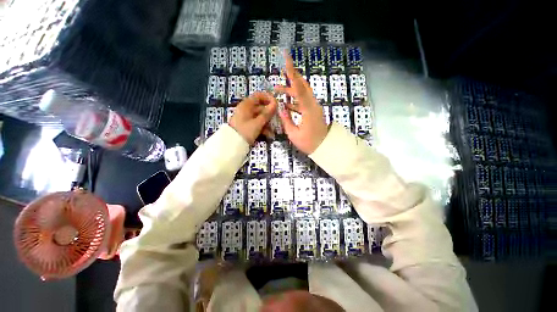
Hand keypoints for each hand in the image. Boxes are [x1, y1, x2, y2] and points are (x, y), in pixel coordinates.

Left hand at [229, 92, 277, 143]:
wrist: (232, 144)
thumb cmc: (245, 131)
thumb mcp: (258, 123)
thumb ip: (267, 113)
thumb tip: (276, 103)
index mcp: (247, 105)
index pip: (259, 95)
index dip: (269, 98)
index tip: (277, 104)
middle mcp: (247, 109)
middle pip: (261, 107)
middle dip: (270, 114)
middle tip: (277, 119)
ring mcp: (247, 117)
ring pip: (260, 116)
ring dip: (268, 123)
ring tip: (273, 131)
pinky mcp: (247, 125)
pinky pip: (257, 123)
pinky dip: (263, 127)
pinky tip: (268, 134)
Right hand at [275, 53, 328, 153]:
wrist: (325, 147)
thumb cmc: (309, 143)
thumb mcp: (294, 134)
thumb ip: (286, 120)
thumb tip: (281, 108)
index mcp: (308, 109)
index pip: (299, 87)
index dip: (292, 73)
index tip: (287, 58)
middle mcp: (313, 104)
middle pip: (303, 86)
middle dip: (291, 77)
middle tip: (281, 72)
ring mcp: (314, 107)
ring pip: (303, 93)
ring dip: (291, 90)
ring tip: (278, 90)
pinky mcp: (314, 111)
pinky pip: (303, 101)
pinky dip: (294, 100)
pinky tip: (286, 103)